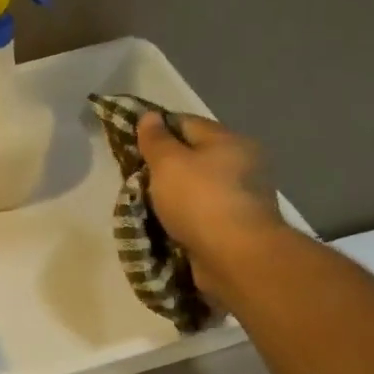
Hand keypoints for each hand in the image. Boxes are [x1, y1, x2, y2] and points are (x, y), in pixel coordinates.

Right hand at [136, 112, 287, 299]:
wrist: (236, 256)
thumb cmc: (200, 200)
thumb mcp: (168, 163)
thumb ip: (156, 140)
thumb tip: (150, 116)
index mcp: (228, 140)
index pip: (186, 123)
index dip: (157, 129)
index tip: (131, 144)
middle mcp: (241, 163)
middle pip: (195, 156)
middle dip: (165, 166)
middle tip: (135, 178)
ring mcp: (242, 197)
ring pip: (198, 187)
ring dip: (174, 194)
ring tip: (145, 204)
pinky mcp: (237, 227)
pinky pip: (202, 214)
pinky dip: (185, 217)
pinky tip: (166, 224)